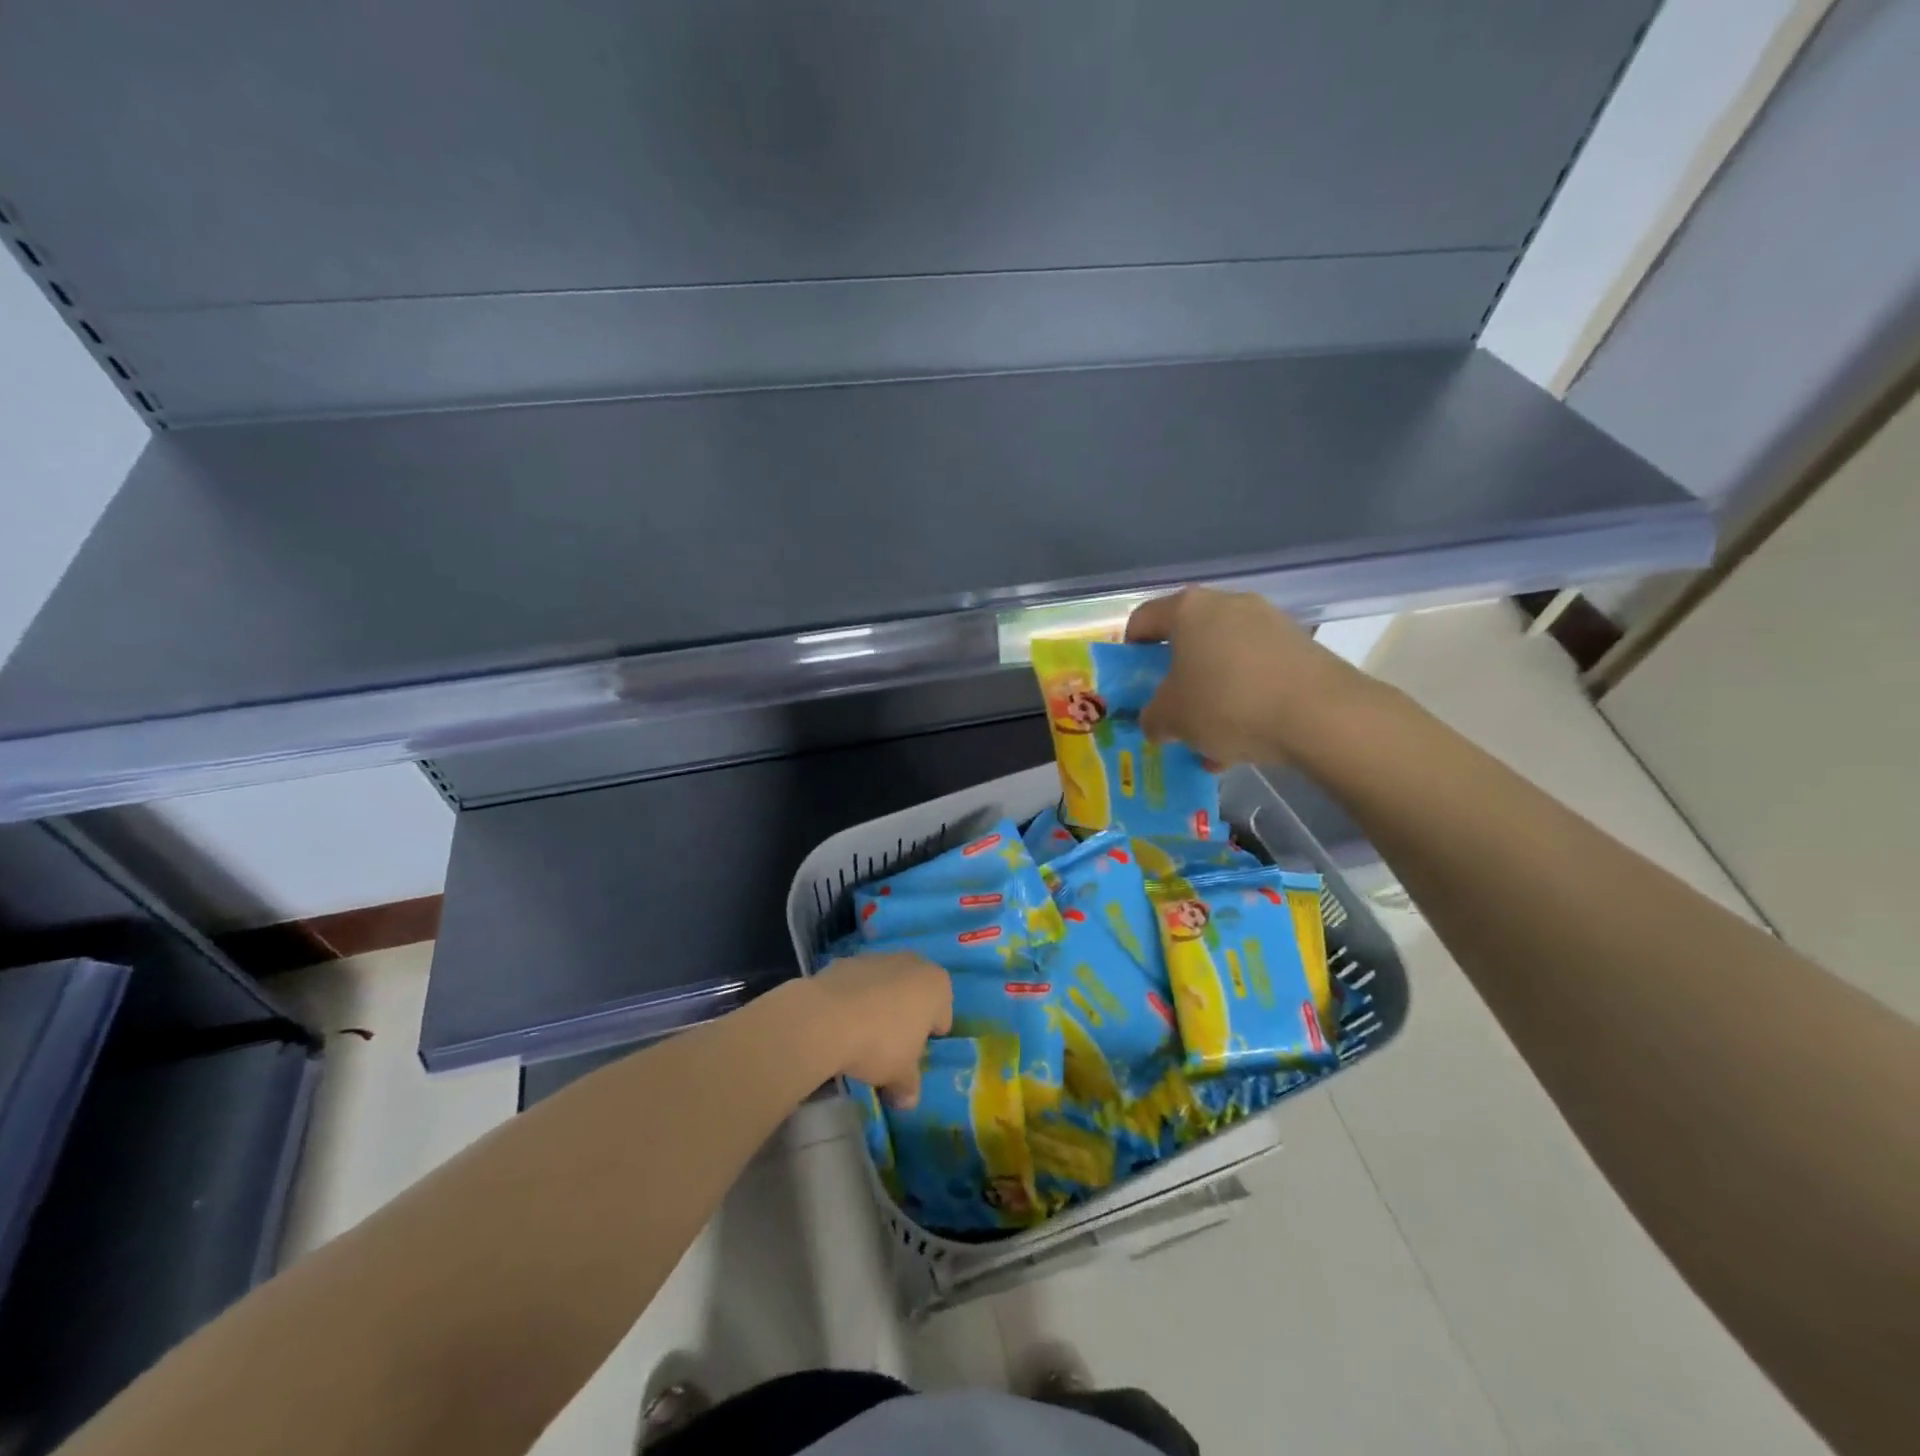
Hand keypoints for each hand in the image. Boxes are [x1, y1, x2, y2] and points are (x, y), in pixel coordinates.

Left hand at [804, 952, 951, 1108]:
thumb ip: (909, 1086)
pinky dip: (852, 999)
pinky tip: (839, 1022)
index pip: (942, 1015)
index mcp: (936, 985)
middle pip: (914, 994)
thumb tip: (908, 1101)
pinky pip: (856, 984)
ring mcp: (877, 958)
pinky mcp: (845, 961)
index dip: (929, 1038)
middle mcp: (911, 963)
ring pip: (885, 985)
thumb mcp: (901, 1075)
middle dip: (905, 1017)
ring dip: (878, 1005)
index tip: (913, 1056)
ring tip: (860, 1036)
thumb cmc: (880, 1044)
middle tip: (890, 1047)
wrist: (826, 1019)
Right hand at [1125, 586, 1369, 765]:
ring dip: (1211, 692)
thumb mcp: (1172, 719)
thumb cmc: (1228, 704)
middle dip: (1175, 677)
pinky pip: (1256, 670)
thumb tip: (1155, 721)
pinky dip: (1244, 697)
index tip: (1132, 684)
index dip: (1129, 653)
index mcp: (1188, 610)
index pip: (1142, 621)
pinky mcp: (1299, 645)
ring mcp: (1268, 622)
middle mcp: (1228, 604)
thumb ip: (1152, 718)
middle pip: (1187, 639)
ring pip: (1223, 658)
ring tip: (1210, 736)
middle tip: (1171, 710)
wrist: (1320, 715)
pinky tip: (1244, 739)